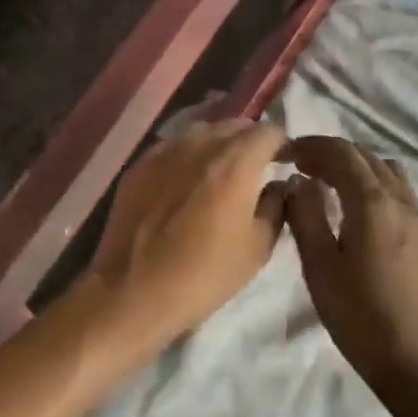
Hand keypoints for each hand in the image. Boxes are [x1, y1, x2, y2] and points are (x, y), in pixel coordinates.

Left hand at [84, 119, 287, 362]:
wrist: (132, 291)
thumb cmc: (204, 274)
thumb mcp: (257, 248)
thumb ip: (276, 206)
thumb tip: (278, 185)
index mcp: (236, 161)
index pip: (269, 131)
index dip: (282, 145)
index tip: (285, 163)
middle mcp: (201, 143)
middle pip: (235, 125)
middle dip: (250, 142)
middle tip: (254, 170)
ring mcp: (166, 149)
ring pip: (203, 131)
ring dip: (218, 145)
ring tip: (219, 174)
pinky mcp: (141, 163)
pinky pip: (174, 147)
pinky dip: (188, 156)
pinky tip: (185, 183)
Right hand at [284, 136, 417, 398]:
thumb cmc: (362, 317)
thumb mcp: (320, 268)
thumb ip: (306, 216)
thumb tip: (296, 180)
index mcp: (372, 202)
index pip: (341, 152)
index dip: (310, 146)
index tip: (285, 154)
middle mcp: (399, 199)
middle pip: (363, 155)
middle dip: (329, 153)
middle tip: (299, 166)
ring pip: (384, 169)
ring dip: (354, 164)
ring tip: (327, 182)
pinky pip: (398, 188)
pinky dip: (373, 181)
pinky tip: (357, 207)